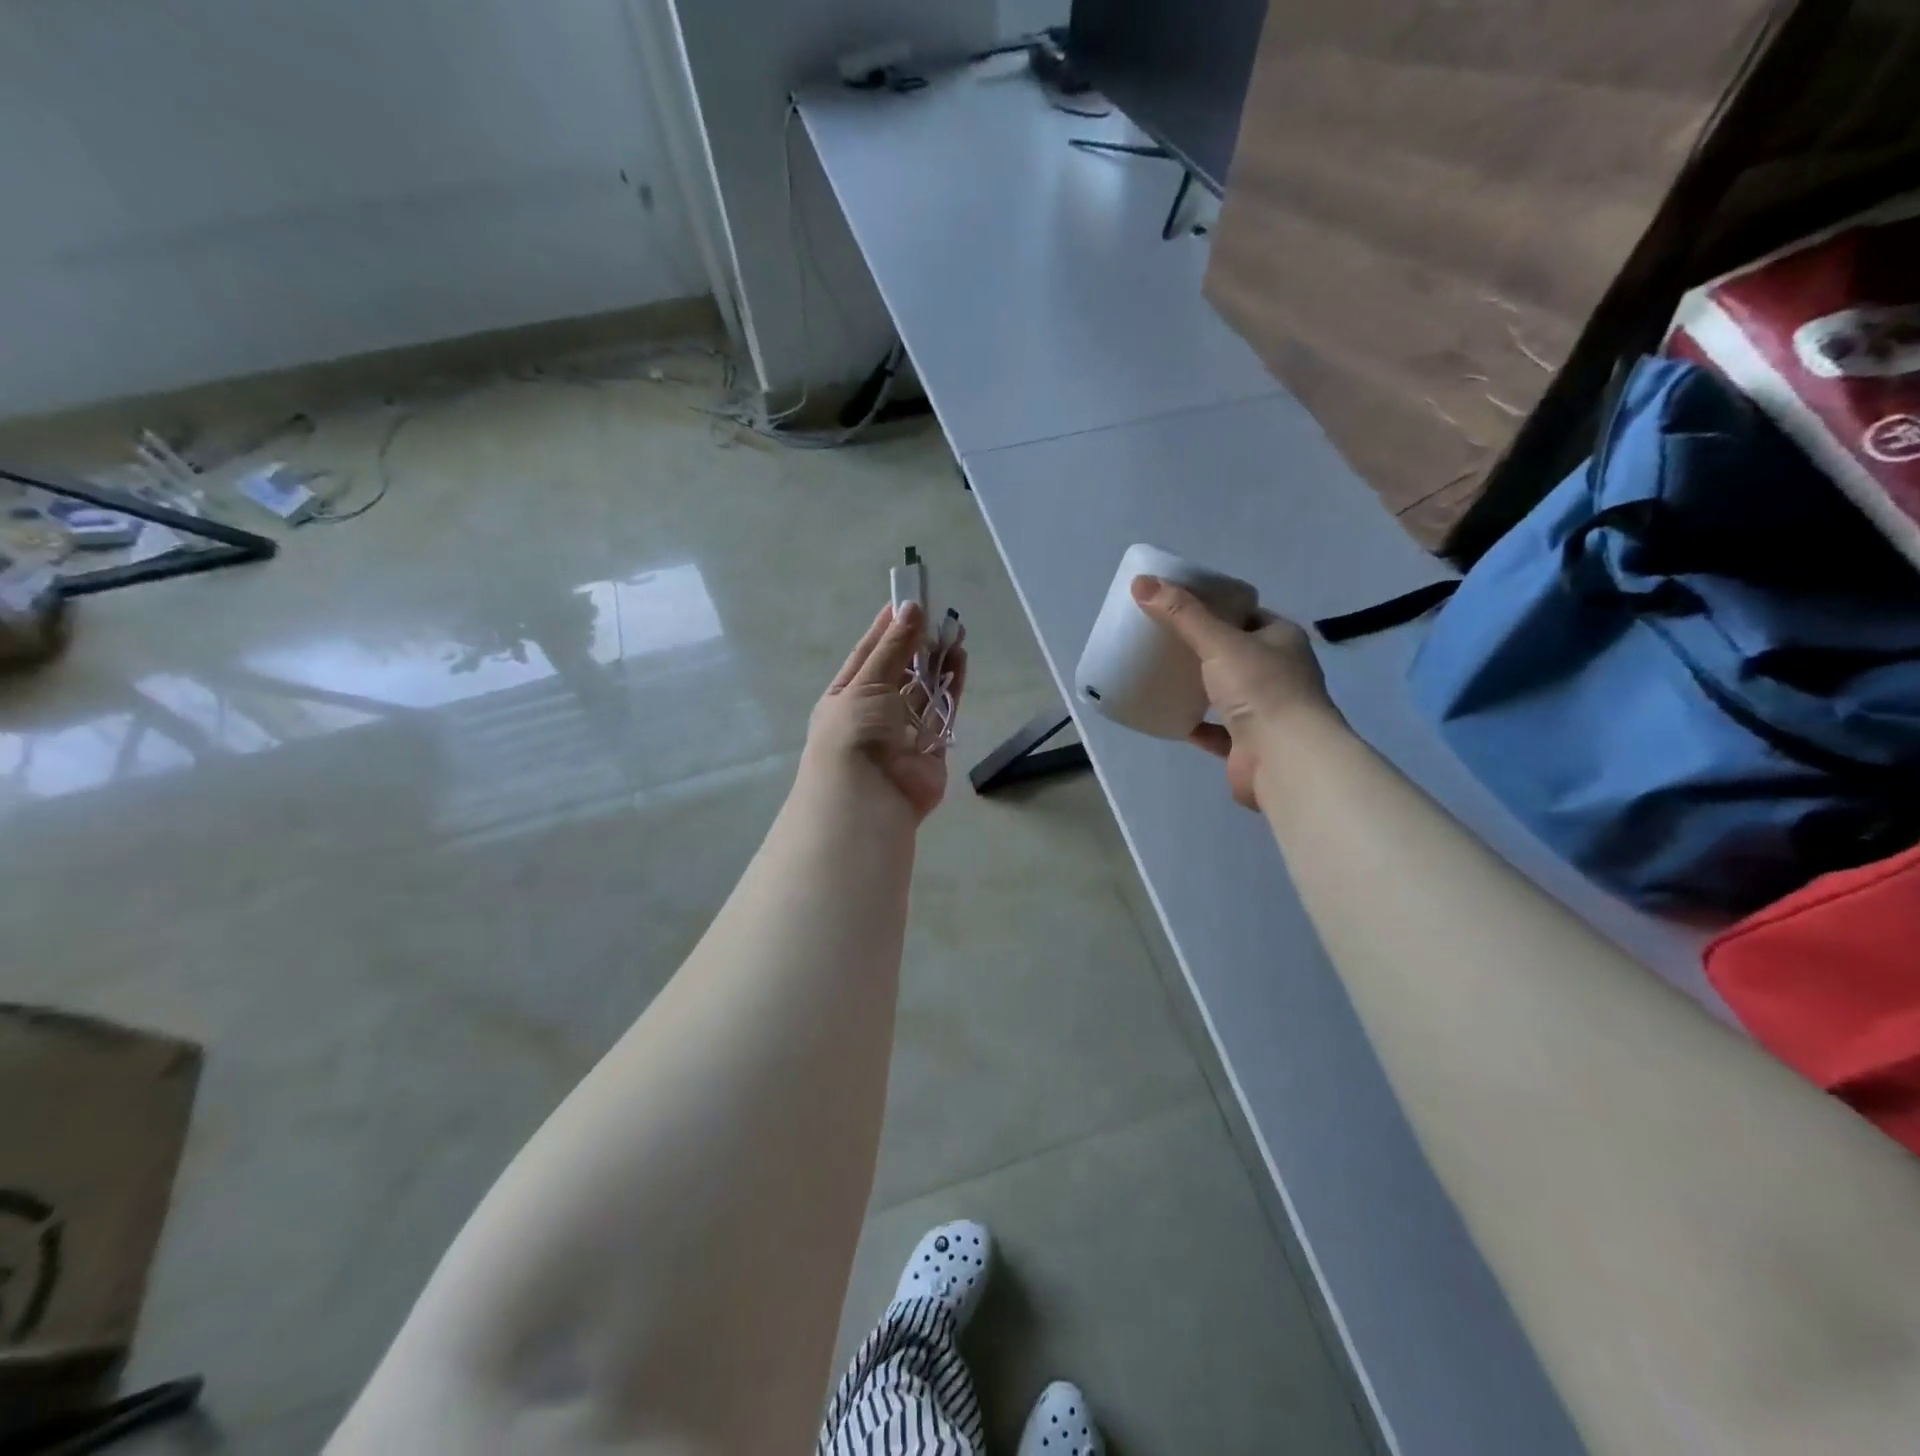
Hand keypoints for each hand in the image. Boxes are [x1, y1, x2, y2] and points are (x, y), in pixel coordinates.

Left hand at [805, 603, 968, 821]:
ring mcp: (903, 731)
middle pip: (899, 671)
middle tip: (940, 615)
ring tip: (955, 632)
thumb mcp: (867, 682)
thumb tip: (910, 608)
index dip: (887, 629)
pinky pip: (942, 711)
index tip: (907, 601)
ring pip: (924, 690)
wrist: (868, 795)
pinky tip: (960, 661)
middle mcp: (873, 713)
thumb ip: (893, 647)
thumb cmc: (855, 731)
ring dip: (938, 662)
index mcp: (846, 696)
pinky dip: (952, 687)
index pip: (868, 655)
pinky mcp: (931, 748)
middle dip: (918, 644)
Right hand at [1131, 576, 1333, 809]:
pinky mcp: (1248, 744)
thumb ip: (1182, 614)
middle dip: (1204, 647)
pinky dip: (1195, 724)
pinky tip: (1170, 715)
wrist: (1285, 759)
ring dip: (1201, 686)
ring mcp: (1266, 711)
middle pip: (1236, 653)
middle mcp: (1279, 673)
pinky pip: (1215, 730)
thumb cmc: (1261, 690)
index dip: (1217, 608)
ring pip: (1227, 692)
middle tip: (1164, 639)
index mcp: (1281, 640)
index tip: (1181, 605)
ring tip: (1163, 674)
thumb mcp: (1219, 642)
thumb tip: (1140, 582)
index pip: (1247, 615)